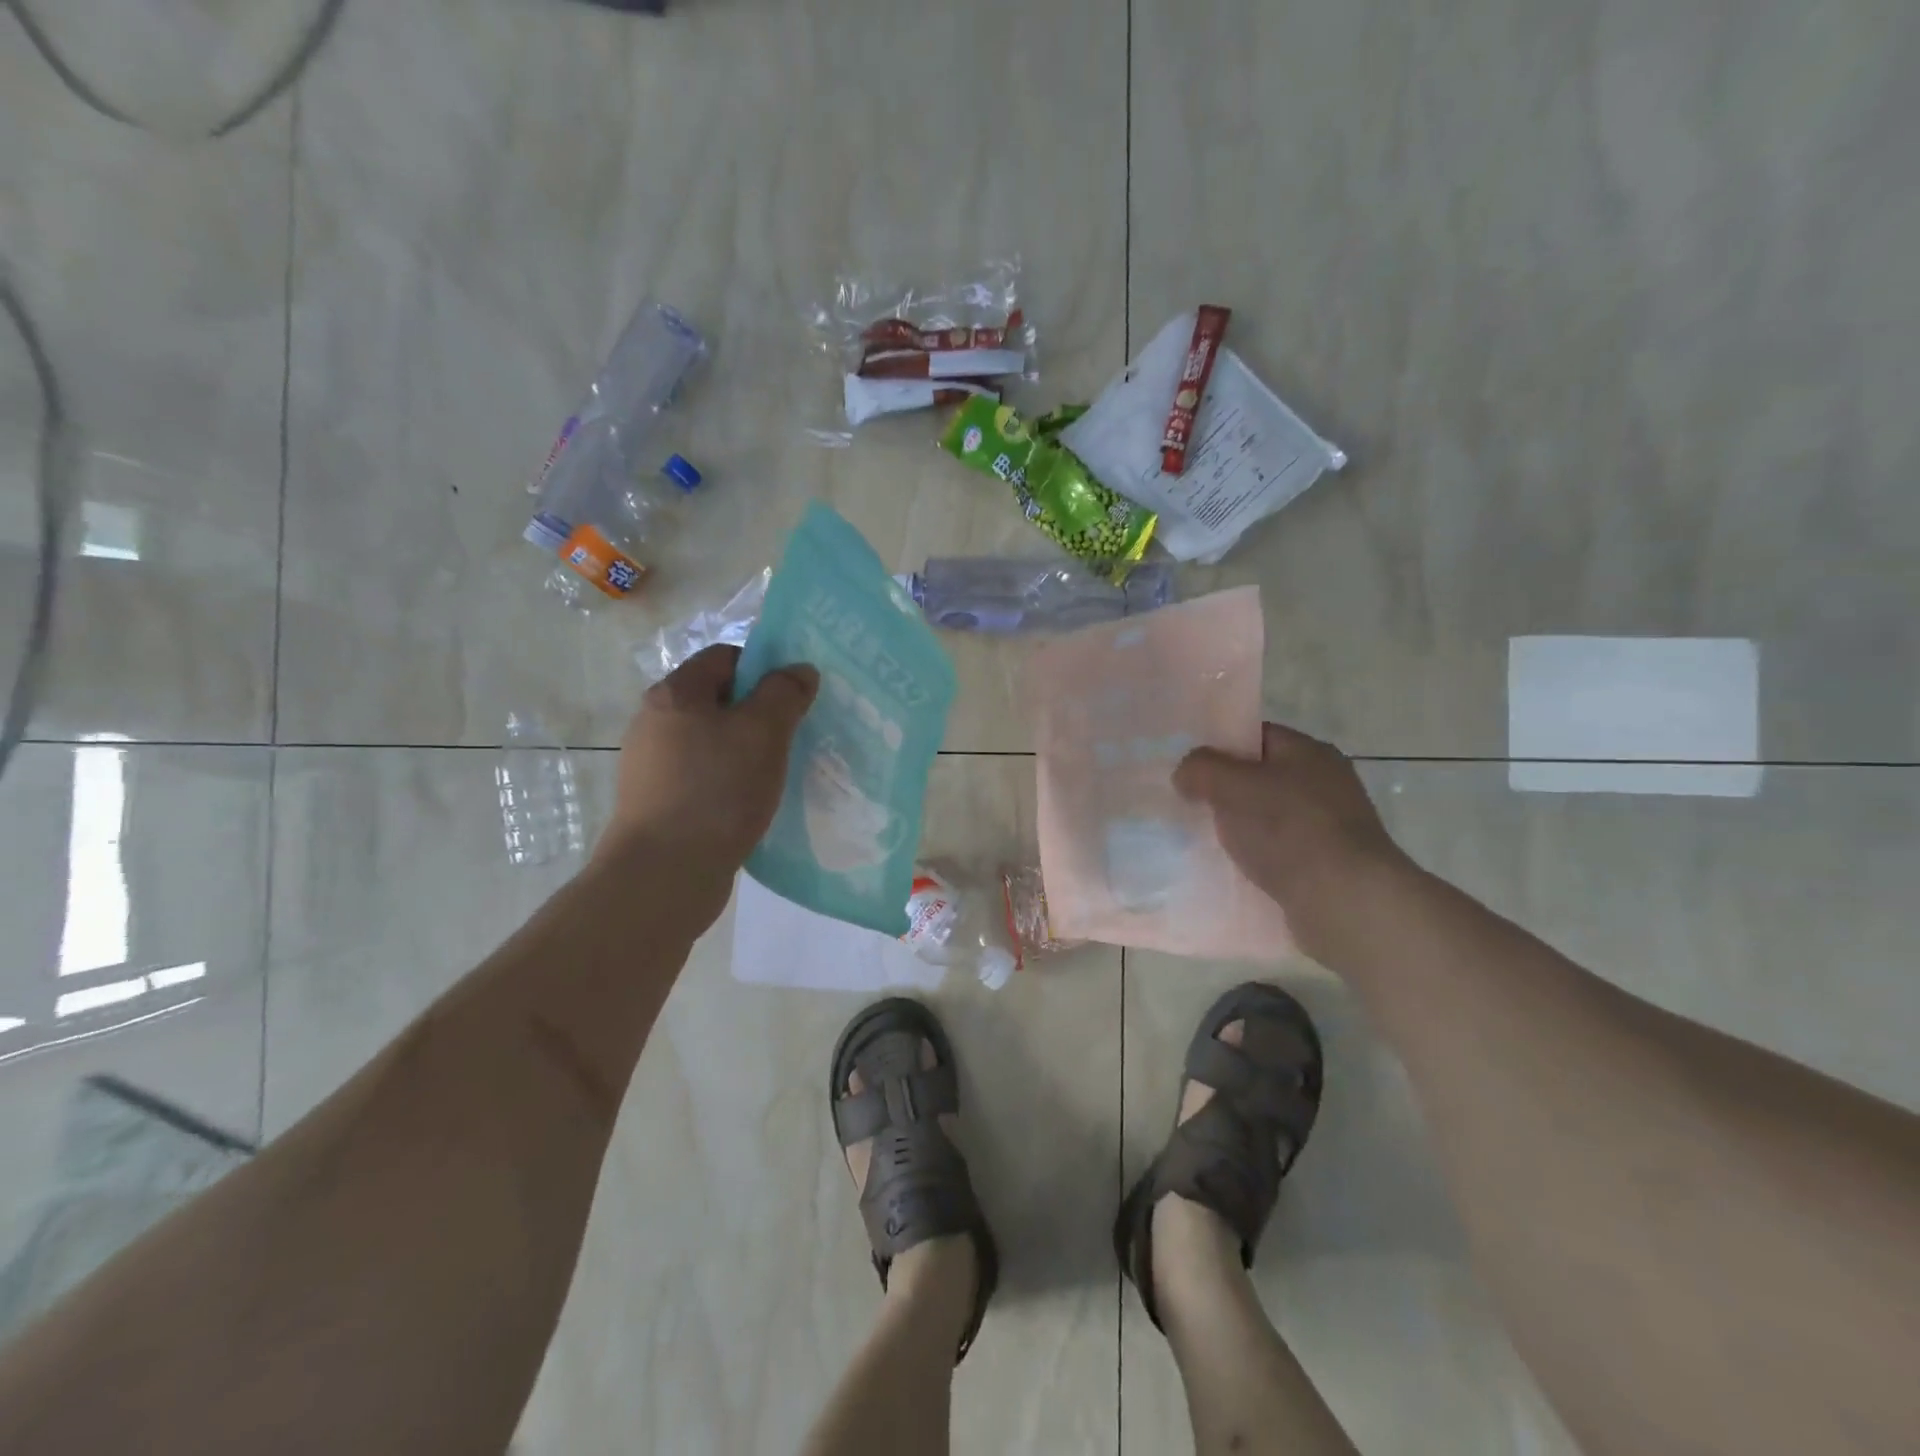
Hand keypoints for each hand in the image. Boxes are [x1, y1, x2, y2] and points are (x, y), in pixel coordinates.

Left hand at [604, 644, 818, 875]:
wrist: (664, 874)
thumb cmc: (717, 789)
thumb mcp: (763, 732)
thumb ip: (784, 693)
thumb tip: (799, 669)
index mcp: (675, 693)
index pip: (725, 656)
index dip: (763, 667)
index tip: (794, 696)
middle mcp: (654, 722)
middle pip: (717, 700)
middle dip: (758, 712)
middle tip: (793, 734)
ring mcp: (652, 765)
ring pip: (711, 741)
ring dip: (745, 750)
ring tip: (777, 772)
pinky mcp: (657, 803)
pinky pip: (703, 776)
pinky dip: (728, 781)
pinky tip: (750, 803)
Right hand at [1174, 723, 1411, 955]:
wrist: (1344, 901)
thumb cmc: (1289, 830)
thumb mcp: (1232, 786)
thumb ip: (1201, 769)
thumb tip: (1184, 773)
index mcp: (1309, 752)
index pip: (1255, 736)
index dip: (1219, 746)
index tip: (1189, 767)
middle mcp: (1324, 783)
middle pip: (1260, 776)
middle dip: (1224, 790)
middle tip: (1188, 803)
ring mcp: (1329, 826)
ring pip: (1267, 816)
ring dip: (1239, 827)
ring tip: (1203, 839)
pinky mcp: (1325, 864)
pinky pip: (1278, 851)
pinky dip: (1255, 856)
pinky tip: (1231, 868)